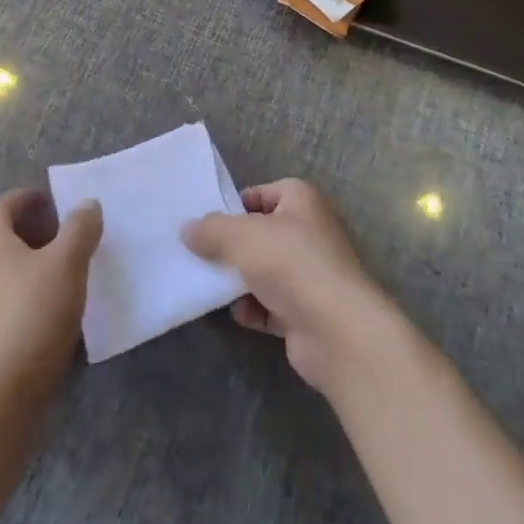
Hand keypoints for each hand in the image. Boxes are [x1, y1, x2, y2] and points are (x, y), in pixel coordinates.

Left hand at [0, 190, 101, 400]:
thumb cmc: (32, 315)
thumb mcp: (67, 263)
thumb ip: (79, 229)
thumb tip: (86, 205)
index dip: (25, 198)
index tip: (54, 203)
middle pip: (0, 238)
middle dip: (33, 233)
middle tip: (67, 238)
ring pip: (4, 272)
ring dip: (32, 267)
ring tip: (67, 276)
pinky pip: (6, 303)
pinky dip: (28, 297)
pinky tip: (55, 314)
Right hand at [182, 179, 396, 391]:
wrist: (336, 330)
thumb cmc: (290, 263)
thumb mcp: (241, 235)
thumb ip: (210, 229)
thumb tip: (187, 229)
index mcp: (301, 201)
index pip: (262, 193)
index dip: (234, 205)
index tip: (206, 222)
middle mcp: (309, 232)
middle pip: (261, 233)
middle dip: (232, 245)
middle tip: (199, 253)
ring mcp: (310, 274)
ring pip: (264, 270)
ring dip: (239, 280)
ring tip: (208, 284)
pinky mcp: (306, 311)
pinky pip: (271, 305)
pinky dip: (253, 309)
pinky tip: (236, 313)